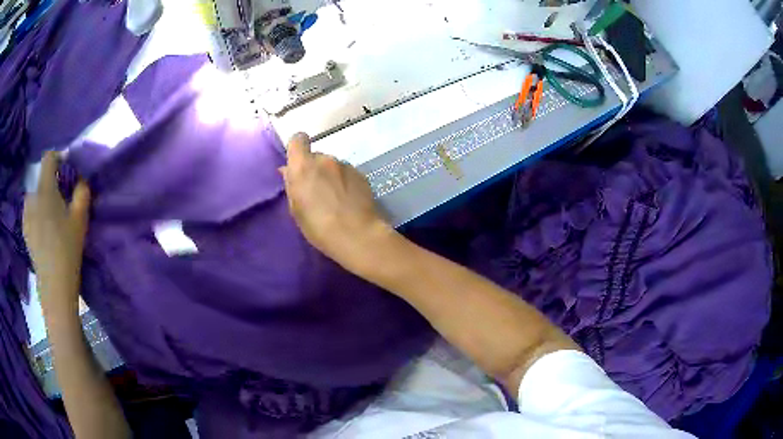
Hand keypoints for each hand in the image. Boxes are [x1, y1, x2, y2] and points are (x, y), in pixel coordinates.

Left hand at [23, 152, 90, 315]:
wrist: (54, 286)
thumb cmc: (68, 249)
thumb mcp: (81, 219)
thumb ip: (82, 192)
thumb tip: (80, 179)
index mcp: (45, 190)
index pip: (48, 158)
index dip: (57, 157)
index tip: (66, 168)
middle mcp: (32, 197)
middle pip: (40, 179)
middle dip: (50, 184)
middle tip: (60, 201)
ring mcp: (26, 215)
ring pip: (34, 197)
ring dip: (42, 199)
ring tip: (50, 217)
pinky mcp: (25, 231)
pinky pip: (30, 212)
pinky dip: (36, 214)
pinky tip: (43, 230)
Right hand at [280, 133, 391, 269]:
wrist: (357, 235)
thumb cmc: (319, 227)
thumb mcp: (296, 209)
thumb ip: (292, 185)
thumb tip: (288, 170)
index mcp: (303, 166)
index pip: (297, 140)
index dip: (297, 148)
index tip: (298, 164)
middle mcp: (325, 159)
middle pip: (316, 156)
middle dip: (314, 169)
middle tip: (316, 191)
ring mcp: (345, 165)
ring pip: (332, 166)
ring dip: (330, 177)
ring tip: (334, 199)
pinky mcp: (361, 174)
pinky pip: (347, 174)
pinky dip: (345, 183)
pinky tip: (348, 201)